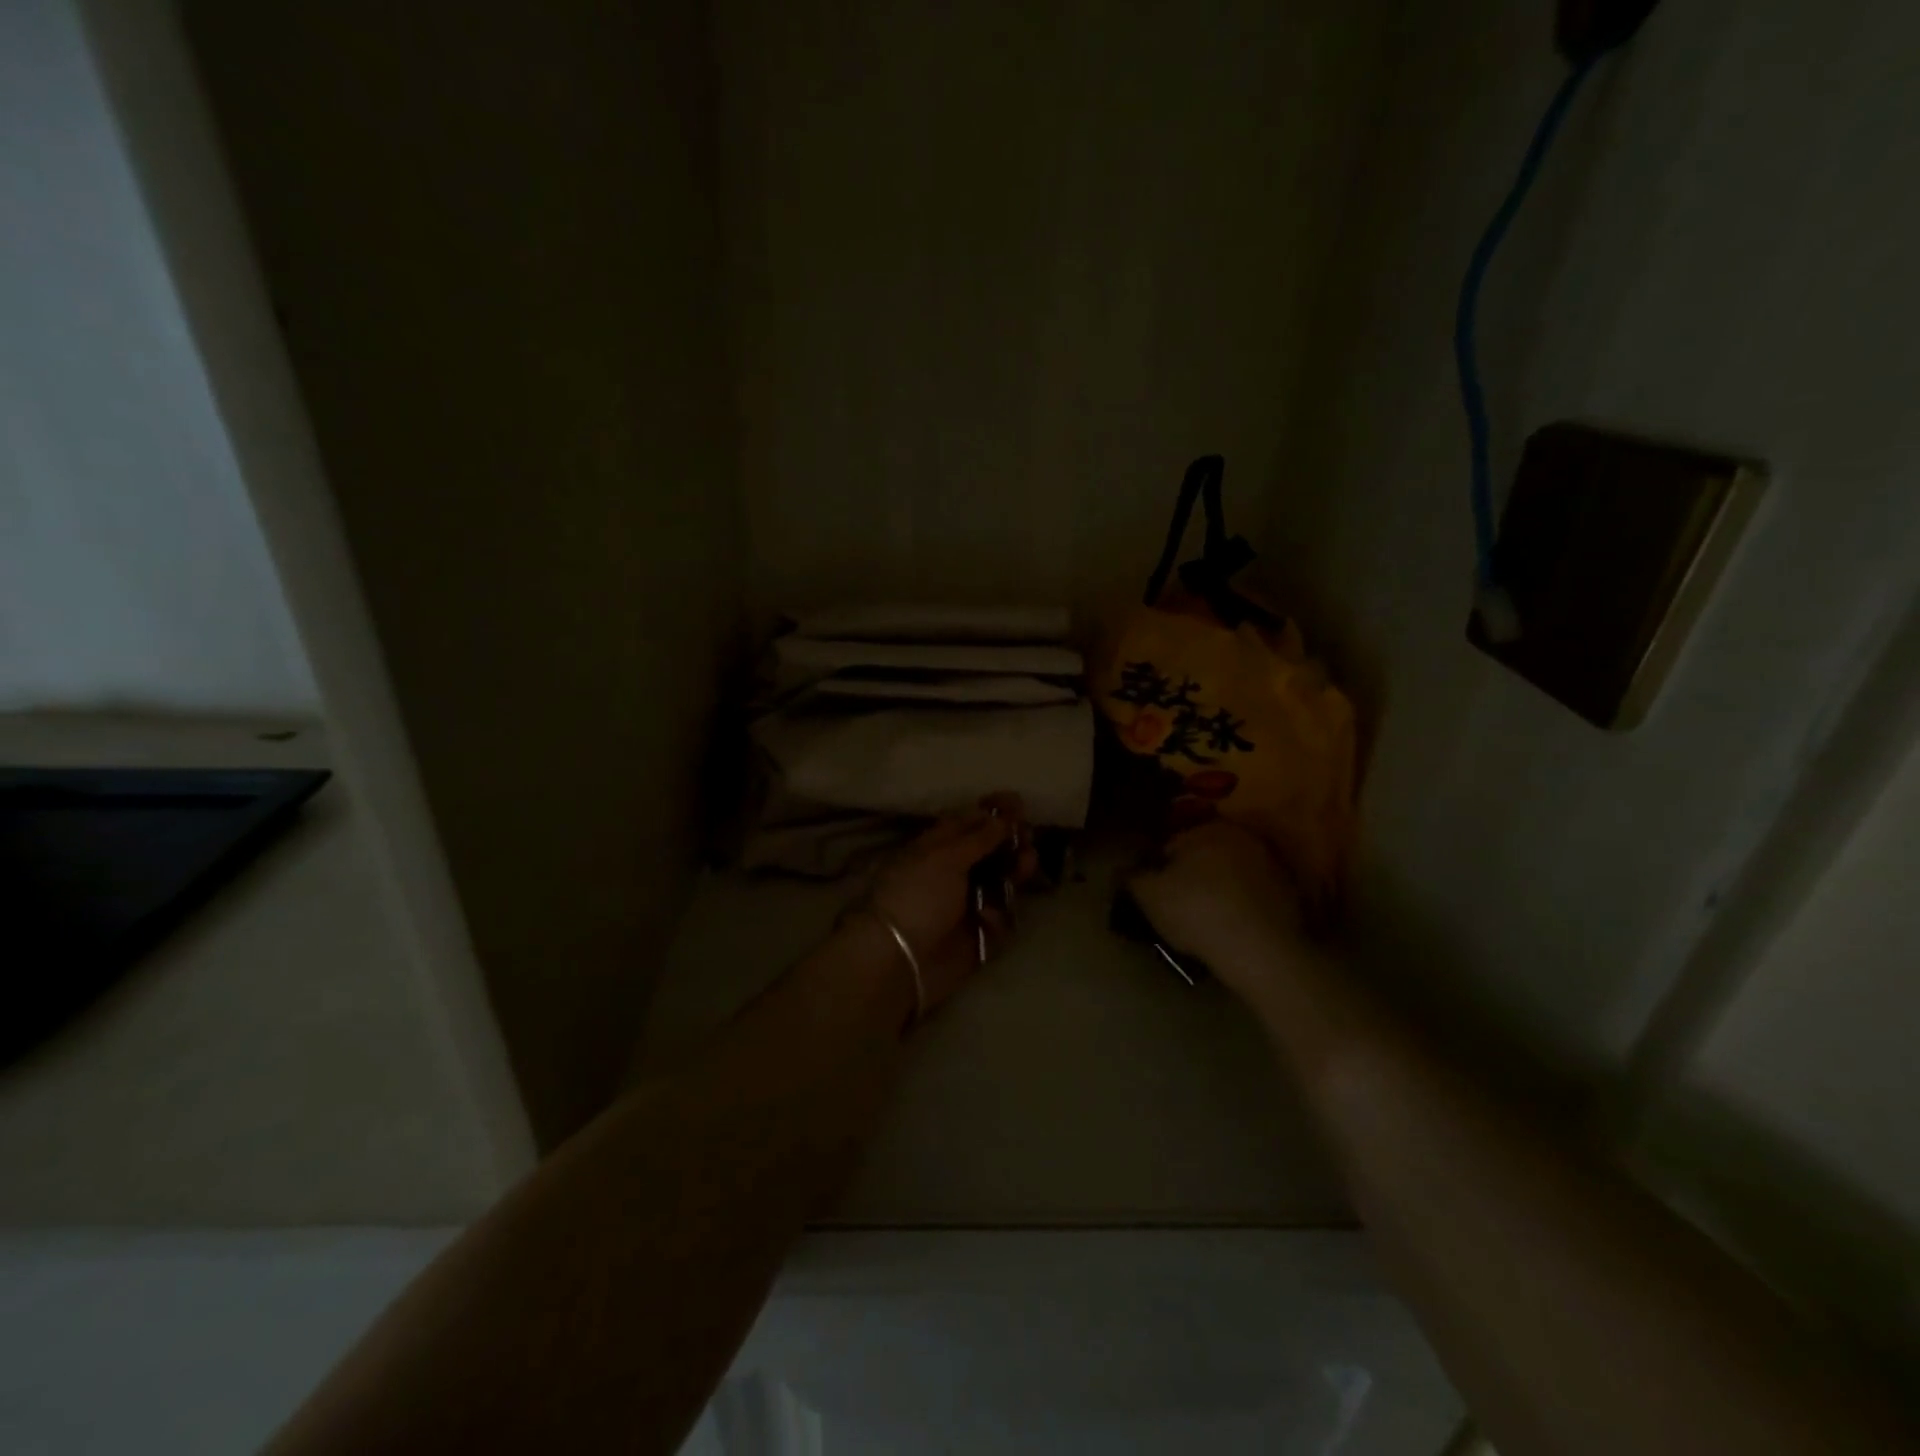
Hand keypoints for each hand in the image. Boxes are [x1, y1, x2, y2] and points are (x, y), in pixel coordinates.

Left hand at [861, 795, 1038, 1016]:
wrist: (900, 959)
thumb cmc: (918, 896)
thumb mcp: (946, 858)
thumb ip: (979, 837)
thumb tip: (1001, 816)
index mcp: (938, 847)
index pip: (969, 821)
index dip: (993, 811)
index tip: (1017, 802)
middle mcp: (954, 871)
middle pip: (991, 850)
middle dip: (1012, 841)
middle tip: (1027, 837)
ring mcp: (966, 903)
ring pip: (1002, 881)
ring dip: (1016, 870)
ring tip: (1027, 864)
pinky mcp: (978, 934)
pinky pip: (1001, 917)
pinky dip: (1000, 914)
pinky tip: (990, 917)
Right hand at [1125, 821, 1308, 1004]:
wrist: (1262, 951)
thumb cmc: (1197, 912)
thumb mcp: (1148, 895)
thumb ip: (1131, 877)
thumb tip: (1124, 870)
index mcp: (1206, 829)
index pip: (1170, 845)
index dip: (1157, 872)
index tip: (1153, 896)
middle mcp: (1241, 837)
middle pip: (1202, 858)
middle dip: (1189, 878)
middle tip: (1177, 910)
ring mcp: (1270, 865)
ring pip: (1229, 876)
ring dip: (1217, 892)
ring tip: (1204, 923)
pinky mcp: (1289, 894)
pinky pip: (1252, 896)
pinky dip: (1240, 907)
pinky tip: (1231, 931)